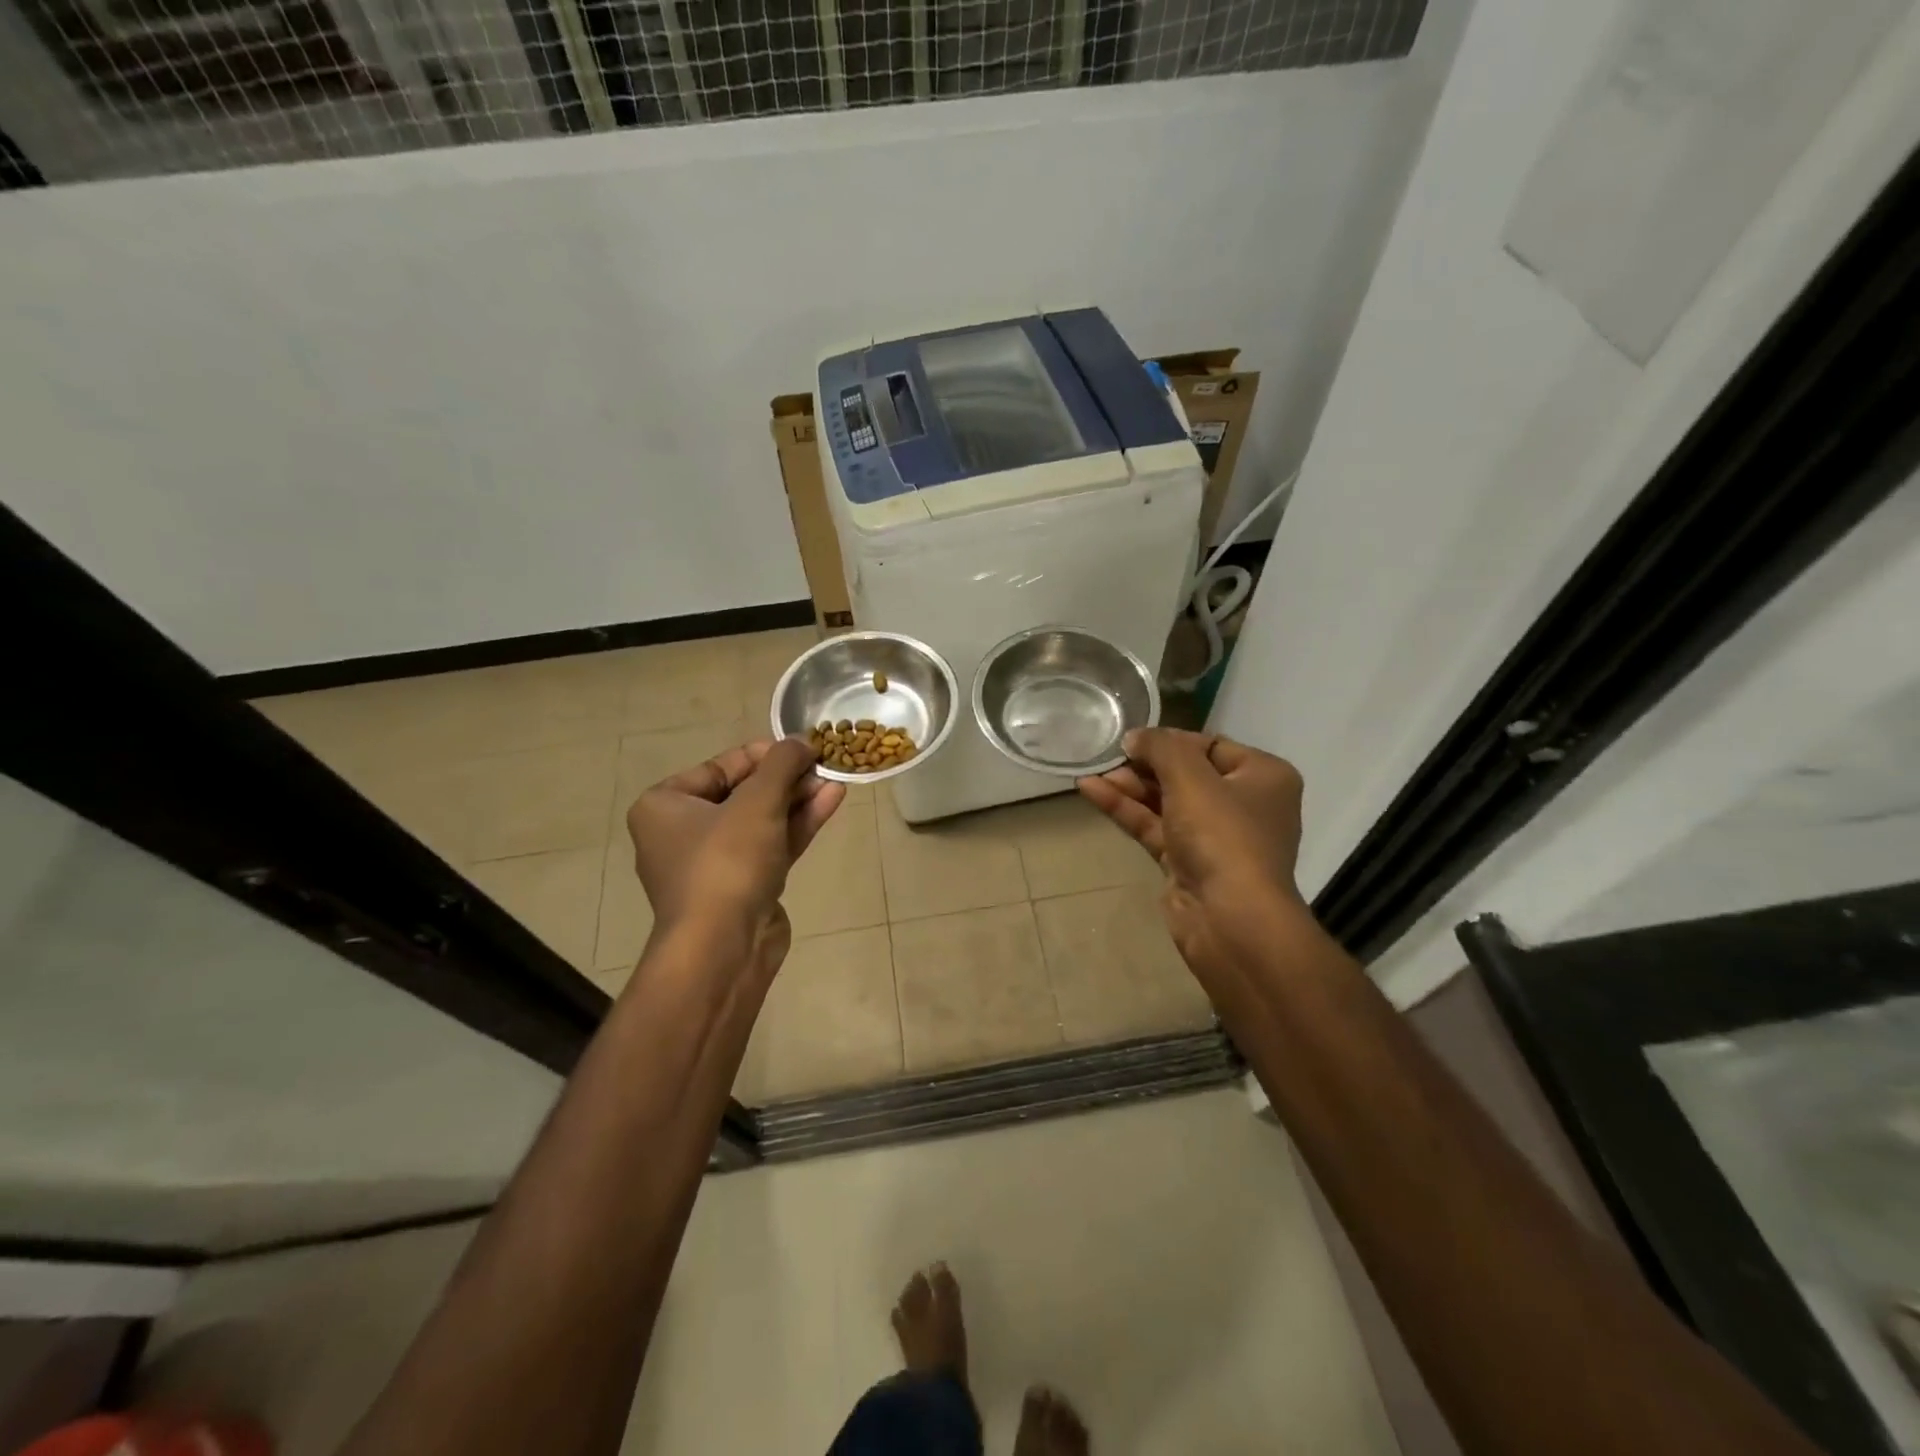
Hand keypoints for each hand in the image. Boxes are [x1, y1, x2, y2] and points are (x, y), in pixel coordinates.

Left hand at [624, 737, 843, 978]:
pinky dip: (798, 824)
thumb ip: (782, 764)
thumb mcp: (757, 802)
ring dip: (798, 799)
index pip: (719, 767)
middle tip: (823, 763)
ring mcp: (714, 863)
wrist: (724, 947)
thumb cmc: (726, 862)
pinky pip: (771, 844)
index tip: (801, 746)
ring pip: (761, 820)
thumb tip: (803, 740)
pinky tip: (831, 801)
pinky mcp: (743, 886)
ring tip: (835, 778)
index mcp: (664, 806)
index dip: (764, 754)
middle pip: (743, 792)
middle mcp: (683, 832)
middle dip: (786, 778)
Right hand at [1077, 728, 1309, 990]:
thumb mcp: (1191, 777)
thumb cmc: (1223, 835)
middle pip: (1186, 774)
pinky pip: (1154, 827)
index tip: (1132, 739)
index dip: (1170, 740)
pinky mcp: (1187, 863)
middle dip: (1144, 765)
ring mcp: (1215, 837)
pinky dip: (1126, 810)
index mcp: (1263, 777)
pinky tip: (1092, 791)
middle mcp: (1244, 804)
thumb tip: (1135, 737)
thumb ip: (1161, 747)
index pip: (1211, 745)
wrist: (1231, 920)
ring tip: (1091, 772)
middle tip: (1108, 756)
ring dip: (1130, 787)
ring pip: (1166, 802)